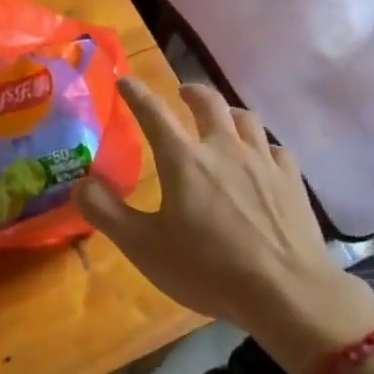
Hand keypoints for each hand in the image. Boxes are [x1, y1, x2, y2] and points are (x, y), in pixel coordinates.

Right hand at [77, 79, 373, 373]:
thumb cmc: (208, 269)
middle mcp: (224, 148)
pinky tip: (262, 158)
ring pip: (246, 119)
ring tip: (223, 120)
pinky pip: (275, 148)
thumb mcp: (144, 247)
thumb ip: (106, 212)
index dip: (137, 94)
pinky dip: (262, 146)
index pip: (154, 114)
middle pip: (208, 103)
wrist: (287, 292)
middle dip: (191, 92)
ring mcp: (263, 161)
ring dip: (228, 113)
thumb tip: (80, 183)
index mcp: (184, 160)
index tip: (126, 81)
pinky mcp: (292, 180)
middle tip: (181, 93)